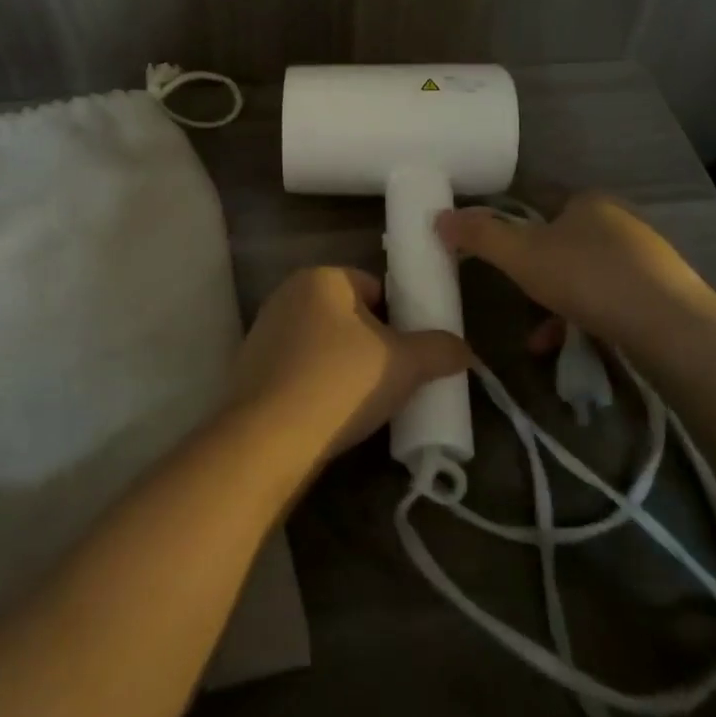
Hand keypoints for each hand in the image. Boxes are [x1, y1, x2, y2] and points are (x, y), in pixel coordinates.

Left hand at [232, 267, 473, 463]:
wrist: (269, 438)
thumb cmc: (341, 382)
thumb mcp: (405, 364)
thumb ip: (440, 350)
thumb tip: (465, 350)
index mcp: (322, 278)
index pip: (376, 288)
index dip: (400, 319)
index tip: (411, 354)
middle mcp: (288, 294)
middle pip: (348, 315)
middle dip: (372, 343)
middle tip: (394, 378)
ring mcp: (264, 330)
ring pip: (323, 342)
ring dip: (344, 364)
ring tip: (364, 401)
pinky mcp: (251, 367)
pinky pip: (299, 367)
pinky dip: (316, 382)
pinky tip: (330, 412)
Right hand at [435, 193, 714, 345]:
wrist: (671, 327)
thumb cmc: (588, 278)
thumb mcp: (521, 255)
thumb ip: (480, 235)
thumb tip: (440, 217)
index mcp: (587, 201)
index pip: (539, 202)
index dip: (512, 224)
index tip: (494, 251)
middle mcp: (618, 221)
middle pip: (561, 242)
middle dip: (534, 272)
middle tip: (514, 293)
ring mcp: (644, 257)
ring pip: (583, 274)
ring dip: (554, 302)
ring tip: (536, 336)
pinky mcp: (659, 292)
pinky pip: (607, 299)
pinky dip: (582, 318)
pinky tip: (565, 345)